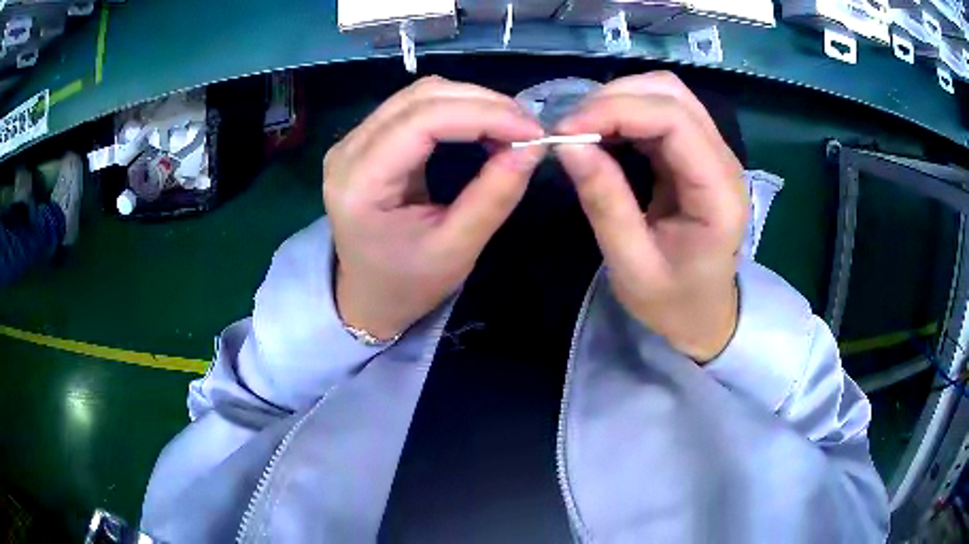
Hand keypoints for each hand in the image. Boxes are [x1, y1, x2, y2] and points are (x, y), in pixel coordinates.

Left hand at [323, 76, 544, 339]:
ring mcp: (353, 141)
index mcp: (359, 183)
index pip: (422, 121)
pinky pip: (415, 107)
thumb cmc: (407, 283)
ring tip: (511, 126)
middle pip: (420, 98)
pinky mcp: (366, 140)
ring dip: (472, 102)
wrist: (368, 295)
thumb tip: (533, 147)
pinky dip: (457, 109)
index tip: (533, 132)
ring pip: (419, 95)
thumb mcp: (457, 250)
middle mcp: (348, 151)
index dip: (483, 115)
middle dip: (483, 103)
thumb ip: (495, 196)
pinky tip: (484, 125)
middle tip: (528, 128)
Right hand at [555, 72, 747, 361]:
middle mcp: (723, 162)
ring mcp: (713, 153)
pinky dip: (626, 113)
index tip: (566, 131)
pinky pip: (662, 113)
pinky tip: (603, 134)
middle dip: (615, 99)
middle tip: (571, 129)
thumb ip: (604, 203)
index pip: (674, 120)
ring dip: (620, 101)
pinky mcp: (697, 153)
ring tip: (583, 130)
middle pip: (672, 95)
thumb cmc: (672, 301)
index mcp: (717, 194)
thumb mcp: (631, 265)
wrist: (704, 315)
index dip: (617, 111)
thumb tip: (566, 144)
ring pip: (667, 95)